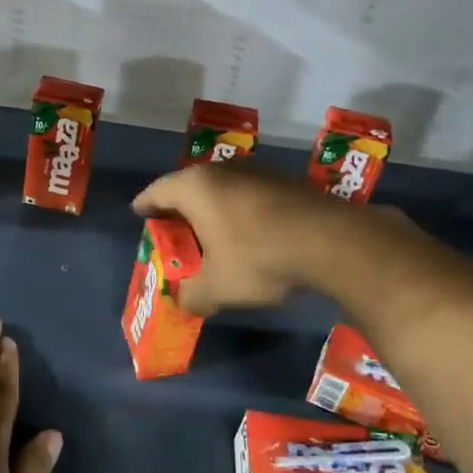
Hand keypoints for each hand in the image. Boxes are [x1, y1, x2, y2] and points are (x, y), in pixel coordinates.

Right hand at [132, 164, 414, 314]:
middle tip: (174, 232)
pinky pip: (248, 195)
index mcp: (195, 188)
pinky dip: (239, 212)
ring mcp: (257, 172)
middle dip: (179, 210)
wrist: (332, 242)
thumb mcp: (217, 288)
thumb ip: (191, 295)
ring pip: (221, 189)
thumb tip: (181, 301)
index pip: (157, 191)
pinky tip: (248, 234)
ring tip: (210, 234)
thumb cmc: (259, 259)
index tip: (139, 215)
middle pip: (188, 187)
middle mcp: (222, 171)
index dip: (145, 205)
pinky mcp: (285, 182)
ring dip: (212, 210)